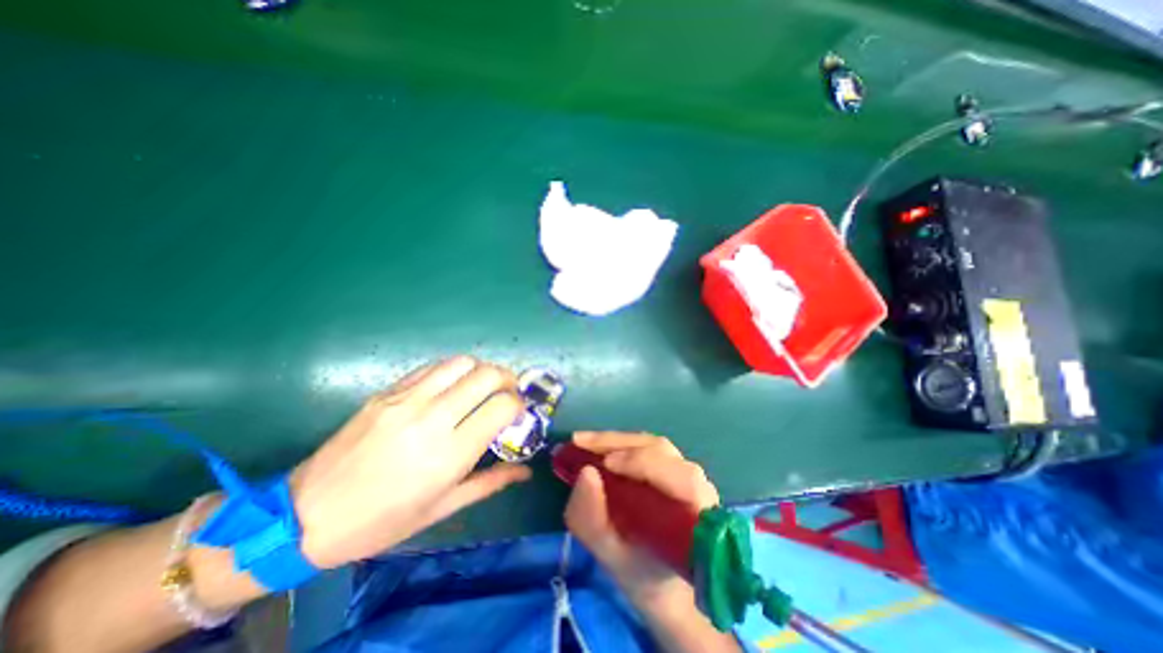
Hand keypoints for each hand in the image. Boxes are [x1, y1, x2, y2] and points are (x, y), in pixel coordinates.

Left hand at [291, 358, 529, 564]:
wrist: (305, 516)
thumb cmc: (381, 521)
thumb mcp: (442, 508)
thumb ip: (491, 482)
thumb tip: (526, 470)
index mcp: (449, 454)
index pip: (502, 407)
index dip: (519, 405)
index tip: (518, 413)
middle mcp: (431, 418)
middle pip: (486, 375)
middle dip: (507, 379)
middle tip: (508, 392)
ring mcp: (406, 400)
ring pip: (461, 362)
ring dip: (482, 369)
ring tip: (483, 384)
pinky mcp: (387, 392)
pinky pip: (432, 367)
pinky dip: (453, 370)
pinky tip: (452, 385)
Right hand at [565, 432, 719, 607]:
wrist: (661, 580)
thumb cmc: (643, 574)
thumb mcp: (613, 558)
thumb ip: (595, 522)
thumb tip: (585, 473)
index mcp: (697, 515)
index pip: (680, 477)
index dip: (644, 464)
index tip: (605, 464)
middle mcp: (696, 484)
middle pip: (661, 450)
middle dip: (619, 444)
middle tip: (580, 443)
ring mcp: (683, 469)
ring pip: (652, 444)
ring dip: (617, 441)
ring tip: (584, 444)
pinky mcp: (669, 464)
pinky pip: (645, 447)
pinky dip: (619, 444)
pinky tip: (597, 449)